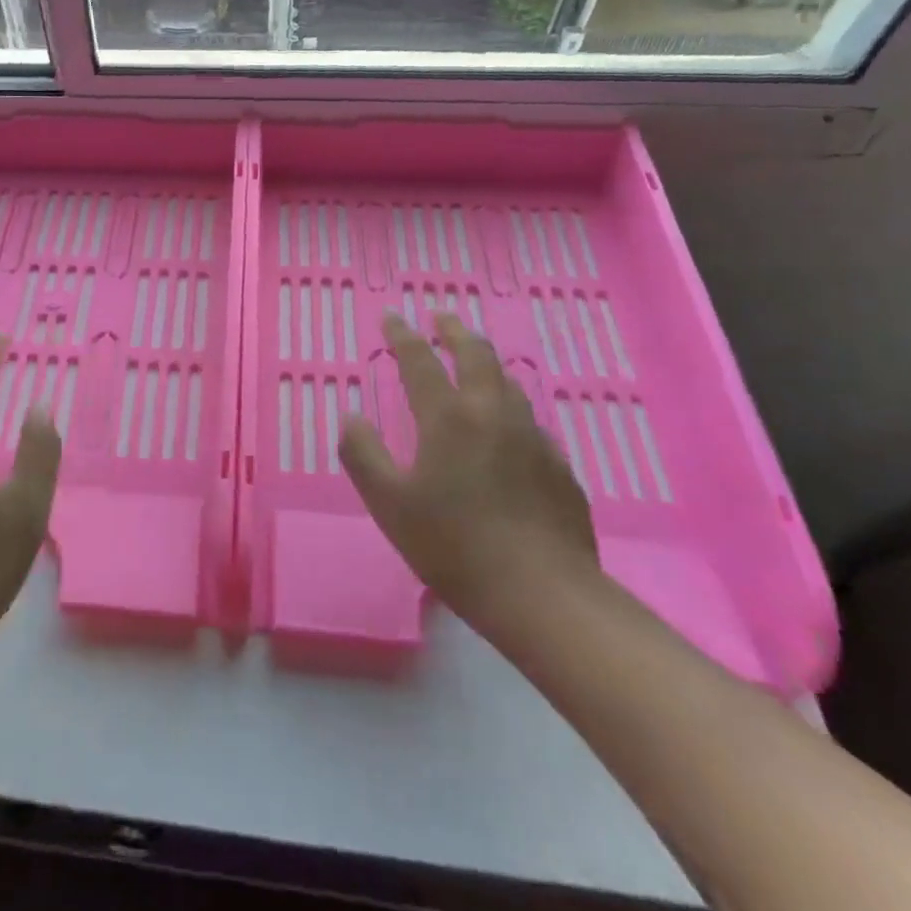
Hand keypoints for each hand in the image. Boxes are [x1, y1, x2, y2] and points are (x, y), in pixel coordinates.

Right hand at [339, 312, 598, 623]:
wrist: (544, 595)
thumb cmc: (453, 546)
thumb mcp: (388, 503)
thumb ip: (362, 453)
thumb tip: (352, 416)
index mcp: (448, 417)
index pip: (420, 362)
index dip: (402, 336)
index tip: (391, 316)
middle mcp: (493, 414)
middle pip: (476, 356)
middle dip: (455, 331)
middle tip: (440, 317)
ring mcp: (532, 438)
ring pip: (509, 383)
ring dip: (486, 362)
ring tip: (475, 359)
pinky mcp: (559, 467)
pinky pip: (529, 420)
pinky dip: (509, 405)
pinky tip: (507, 426)